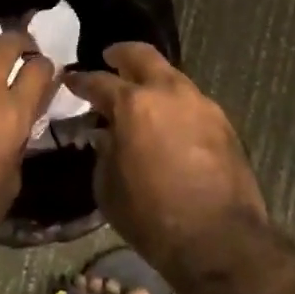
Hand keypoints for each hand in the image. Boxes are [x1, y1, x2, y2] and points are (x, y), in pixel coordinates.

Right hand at [64, 43, 266, 274]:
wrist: (218, 239)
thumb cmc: (152, 216)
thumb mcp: (108, 189)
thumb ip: (104, 152)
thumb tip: (106, 136)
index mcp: (133, 104)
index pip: (99, 81)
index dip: (81, 81)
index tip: (71, 80)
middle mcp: (168, 92)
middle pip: (142, 55)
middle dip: (122, 54)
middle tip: (110, 58)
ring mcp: (200, 103)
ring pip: (172, 76)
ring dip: (153, 80)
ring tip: (142, 96)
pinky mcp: (223, 122)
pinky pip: (192, 101)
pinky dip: (175, 103)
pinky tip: (169, 122)